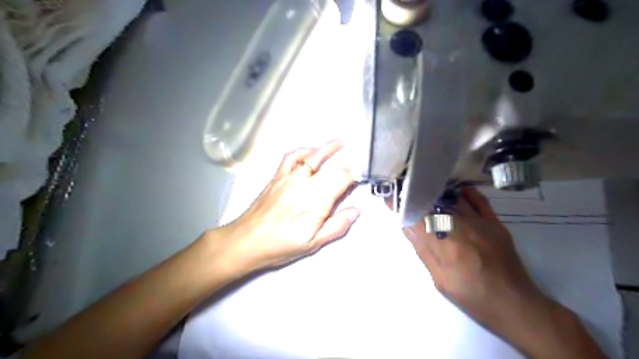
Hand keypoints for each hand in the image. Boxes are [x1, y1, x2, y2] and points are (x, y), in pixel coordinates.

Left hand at [213, 139, 358, 271]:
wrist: (248, 240)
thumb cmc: (282, 244)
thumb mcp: (314, 243)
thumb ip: (337, 226)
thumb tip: (355, 211)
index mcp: (318, 200)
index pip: (342, 178)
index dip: (353, 175)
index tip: (357, 178)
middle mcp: (306, 183)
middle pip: (330, 165)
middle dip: (344, 161)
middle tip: (352, 159)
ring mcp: (290, 177)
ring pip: (312, 156)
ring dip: (327, 148)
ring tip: (338, 143)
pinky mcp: (278, 176)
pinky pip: (291, 157)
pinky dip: (302, 151)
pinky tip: (309, 151)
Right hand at [404, 187, 555, 342]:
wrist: (515, 305)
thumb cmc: (472, 296)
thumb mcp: (440, 279)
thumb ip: (423, 250)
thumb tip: (407, 225)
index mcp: (445, 245)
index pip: (416, 217)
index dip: (402, 205)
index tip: (390, 197)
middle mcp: (461, 227)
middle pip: (433, 203)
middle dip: (416, 196)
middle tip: (405, 192)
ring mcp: (481, 223)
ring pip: (453, 199)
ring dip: (436, 193)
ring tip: (423, 188)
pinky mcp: (495, 223)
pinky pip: (478, 200)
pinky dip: (465, 193)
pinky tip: (455, 191)